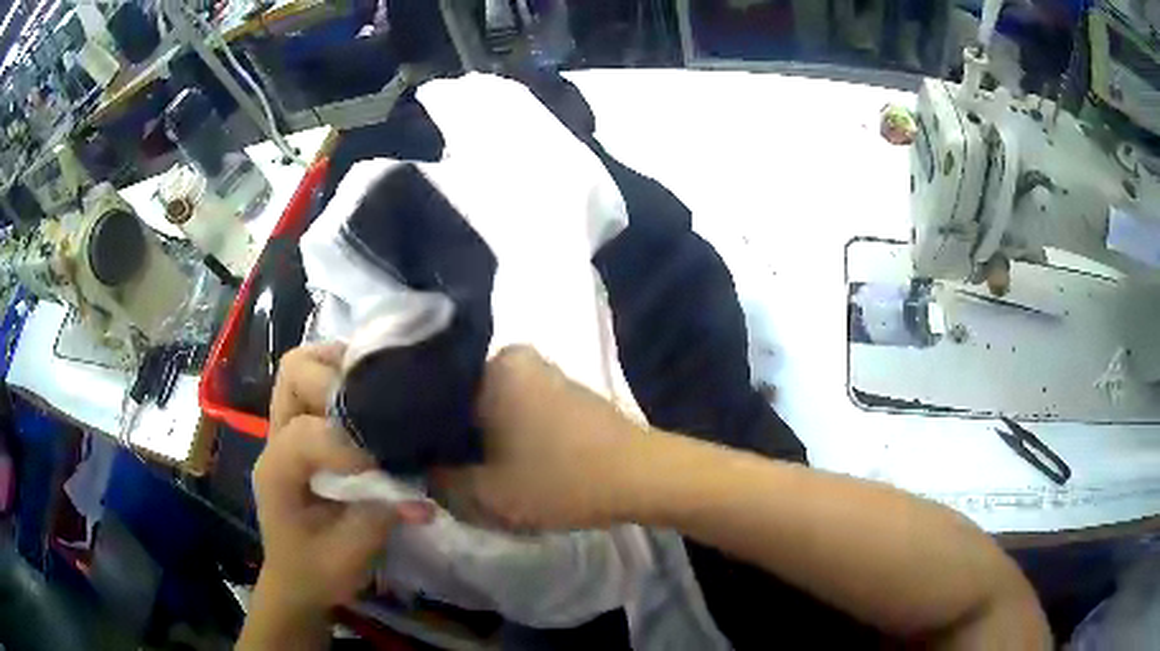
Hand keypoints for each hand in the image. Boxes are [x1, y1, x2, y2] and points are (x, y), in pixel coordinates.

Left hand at [253, 344, 426, 612]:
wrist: (298, 579)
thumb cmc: (317, 572)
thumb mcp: (348, 557)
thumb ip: (377, 521)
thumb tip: (420, 496)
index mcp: (277, 472)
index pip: (306, 434)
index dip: (347, 442)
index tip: (383, 463)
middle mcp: (275, 439)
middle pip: (293, 373)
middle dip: (335, 377)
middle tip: (376, 399)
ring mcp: (286, 430)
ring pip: (301, 369)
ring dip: (338, 370)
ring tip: (376, 391)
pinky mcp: (303, 432)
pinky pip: (316, 385)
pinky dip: (344, 381)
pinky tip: (372, 403)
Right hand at [444, 346, 648, 530]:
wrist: (642, 478)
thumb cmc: (560, 479)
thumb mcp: (488, 493)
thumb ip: (442, 482)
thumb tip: (425, 471)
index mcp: (495, 365)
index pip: (437, 392)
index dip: (425, 430)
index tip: (421, 461)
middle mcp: (519, 358)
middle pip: (466, 401)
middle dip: (456, 437)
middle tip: (448, 472)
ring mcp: (548, 374)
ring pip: (495, 409)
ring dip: (485, 439)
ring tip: (478, 473)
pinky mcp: (568, 394)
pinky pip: (522, 412)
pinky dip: (512, 436)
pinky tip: (513, 465)